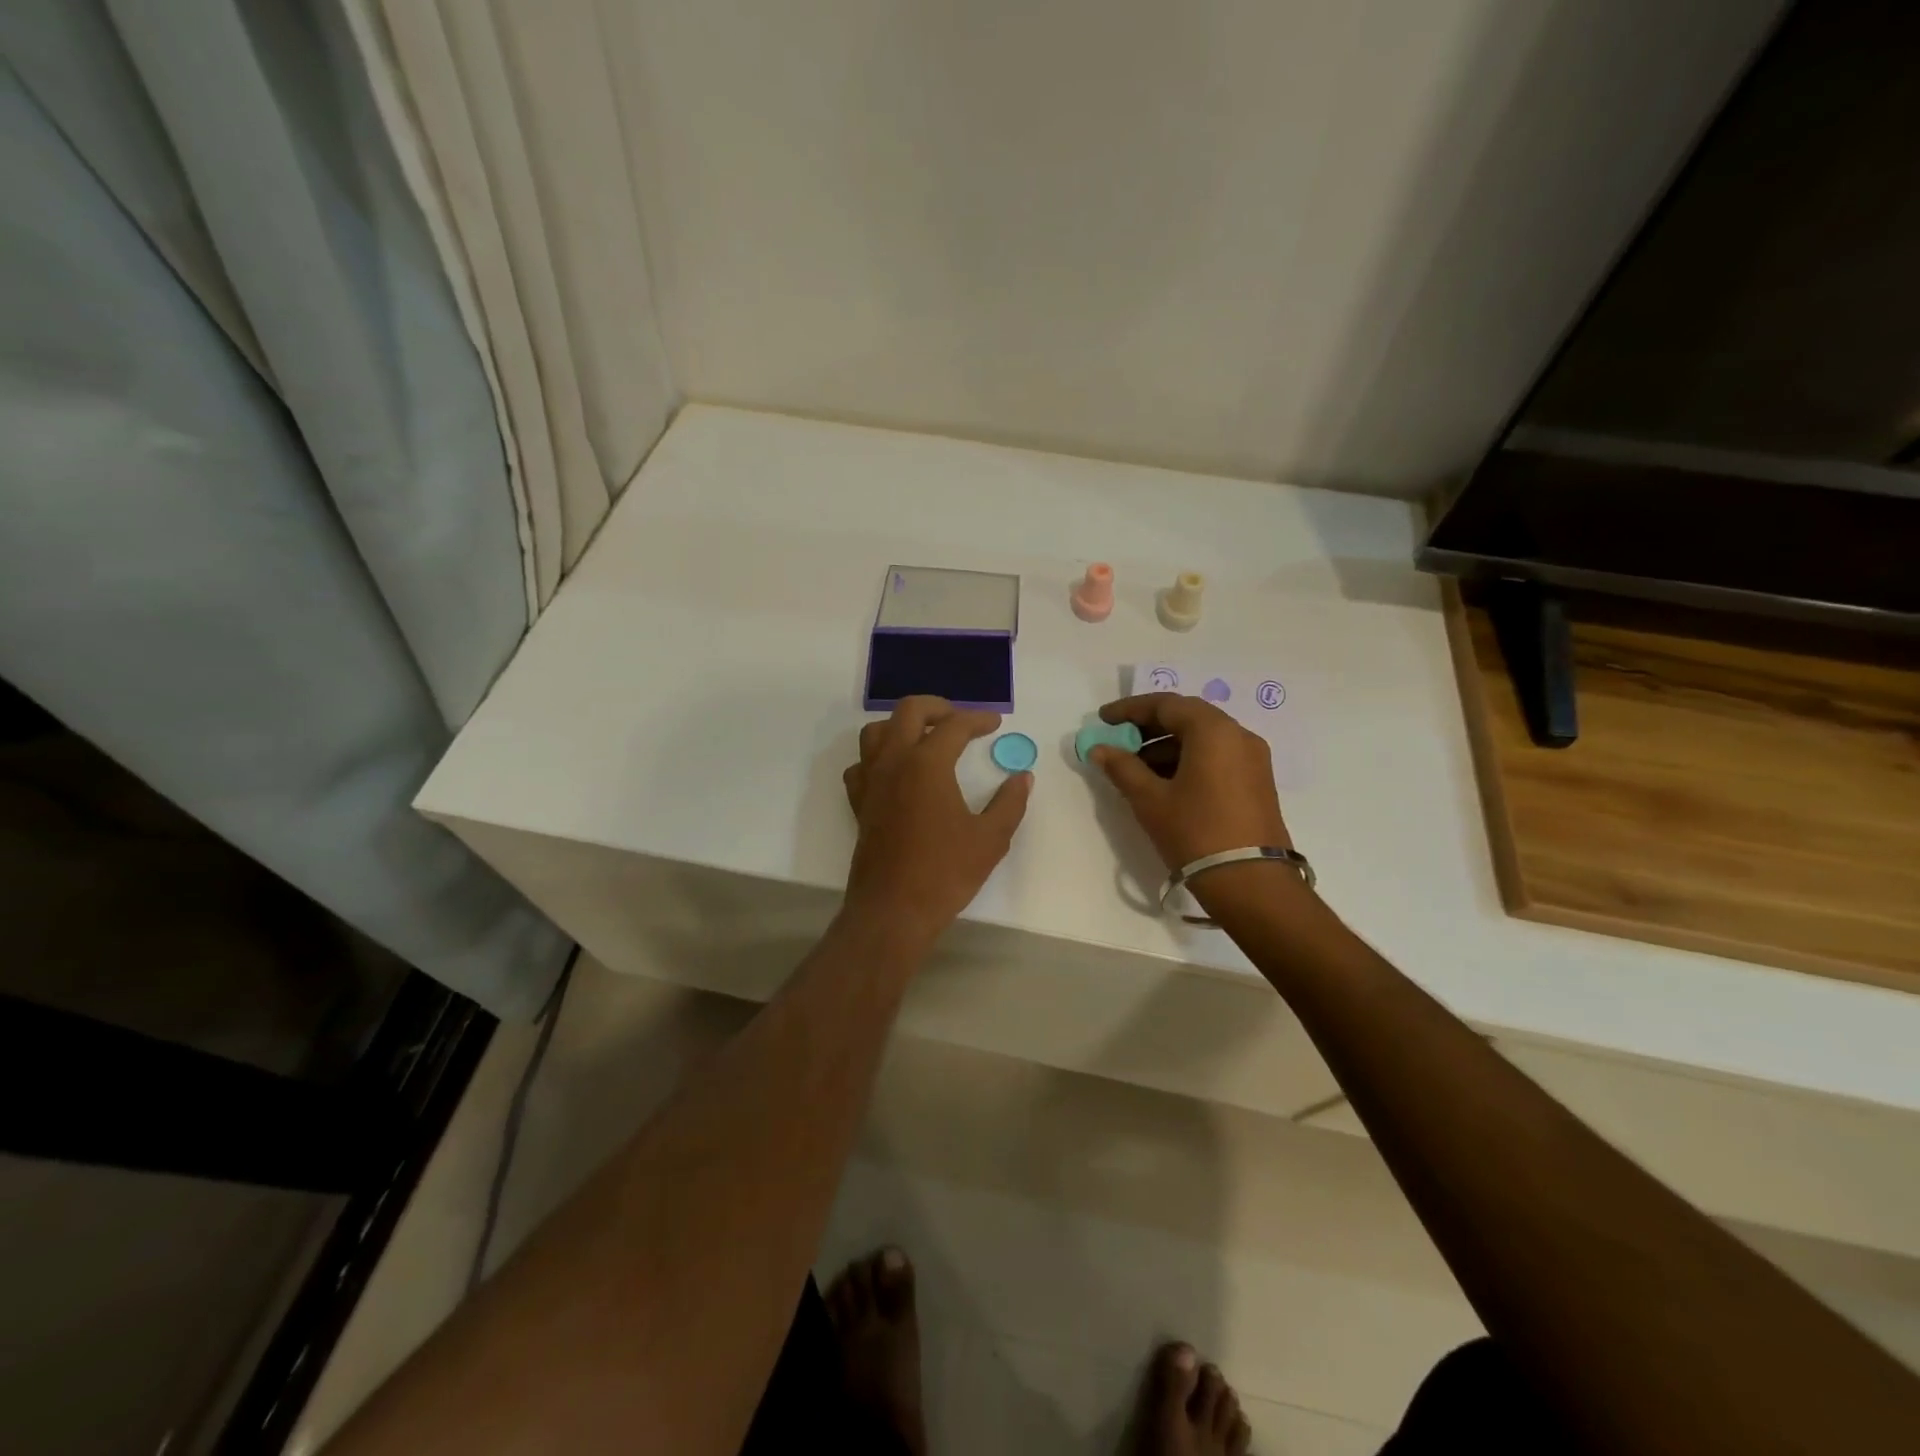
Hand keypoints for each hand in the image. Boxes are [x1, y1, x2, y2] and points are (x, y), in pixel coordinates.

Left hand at [842, 697, 1031, 944]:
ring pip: (876, 732)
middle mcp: (894, 762)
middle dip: (937, 707)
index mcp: (927, 764)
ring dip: (901, 726)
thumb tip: (1023, 778)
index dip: (979, 720)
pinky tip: (895, 772)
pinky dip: (878, 757)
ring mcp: (871, 781)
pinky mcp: (858, 803)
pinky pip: (861, 764)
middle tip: (960, 720)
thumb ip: (1009, 802)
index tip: (995, 723)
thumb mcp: (990, 839)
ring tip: (925, 739)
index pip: (955, 725)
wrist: (893, 910)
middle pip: (909, 711)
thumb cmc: (945, 873)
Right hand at [1090, 693, 1291, 869]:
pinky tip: (1165, 783)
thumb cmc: (1195, 833)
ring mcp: (1253, 759)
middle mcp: (1238, 735)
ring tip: (1136, 768)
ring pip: (1203, 738)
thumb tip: (1099, 749)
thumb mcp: (1150, 800)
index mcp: (1213, 731)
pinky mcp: (1257, 782)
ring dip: (1168, 746)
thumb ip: (1122, 767)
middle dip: (1149, 727)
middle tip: (1119, 741)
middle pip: (1188, 717)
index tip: (1103, 719)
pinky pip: (1217, 756)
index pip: (1166, 704)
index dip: (1130, 709)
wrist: (1251, 883)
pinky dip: (1188, 760)